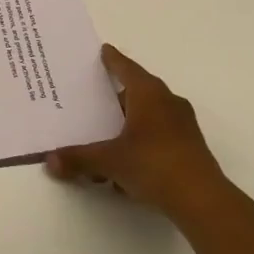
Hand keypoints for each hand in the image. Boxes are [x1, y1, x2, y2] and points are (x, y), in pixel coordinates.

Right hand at [45, 45, 235, 217]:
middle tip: (94, 98)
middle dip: (116, 96)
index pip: (125, 67)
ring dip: (129, 123)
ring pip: (149, 115)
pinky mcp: (190, 148)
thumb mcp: (110, 161)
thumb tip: (49, 161)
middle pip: (137, 91)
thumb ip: (79, 159)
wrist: (204, 202)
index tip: (102, 51)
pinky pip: (159, 135)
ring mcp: (183, 125)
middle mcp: (167, 102)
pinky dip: (142, 141)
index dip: (112, 59)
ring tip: (106, 137)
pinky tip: (127, 166)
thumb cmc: (154, 165)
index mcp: (148, 93)